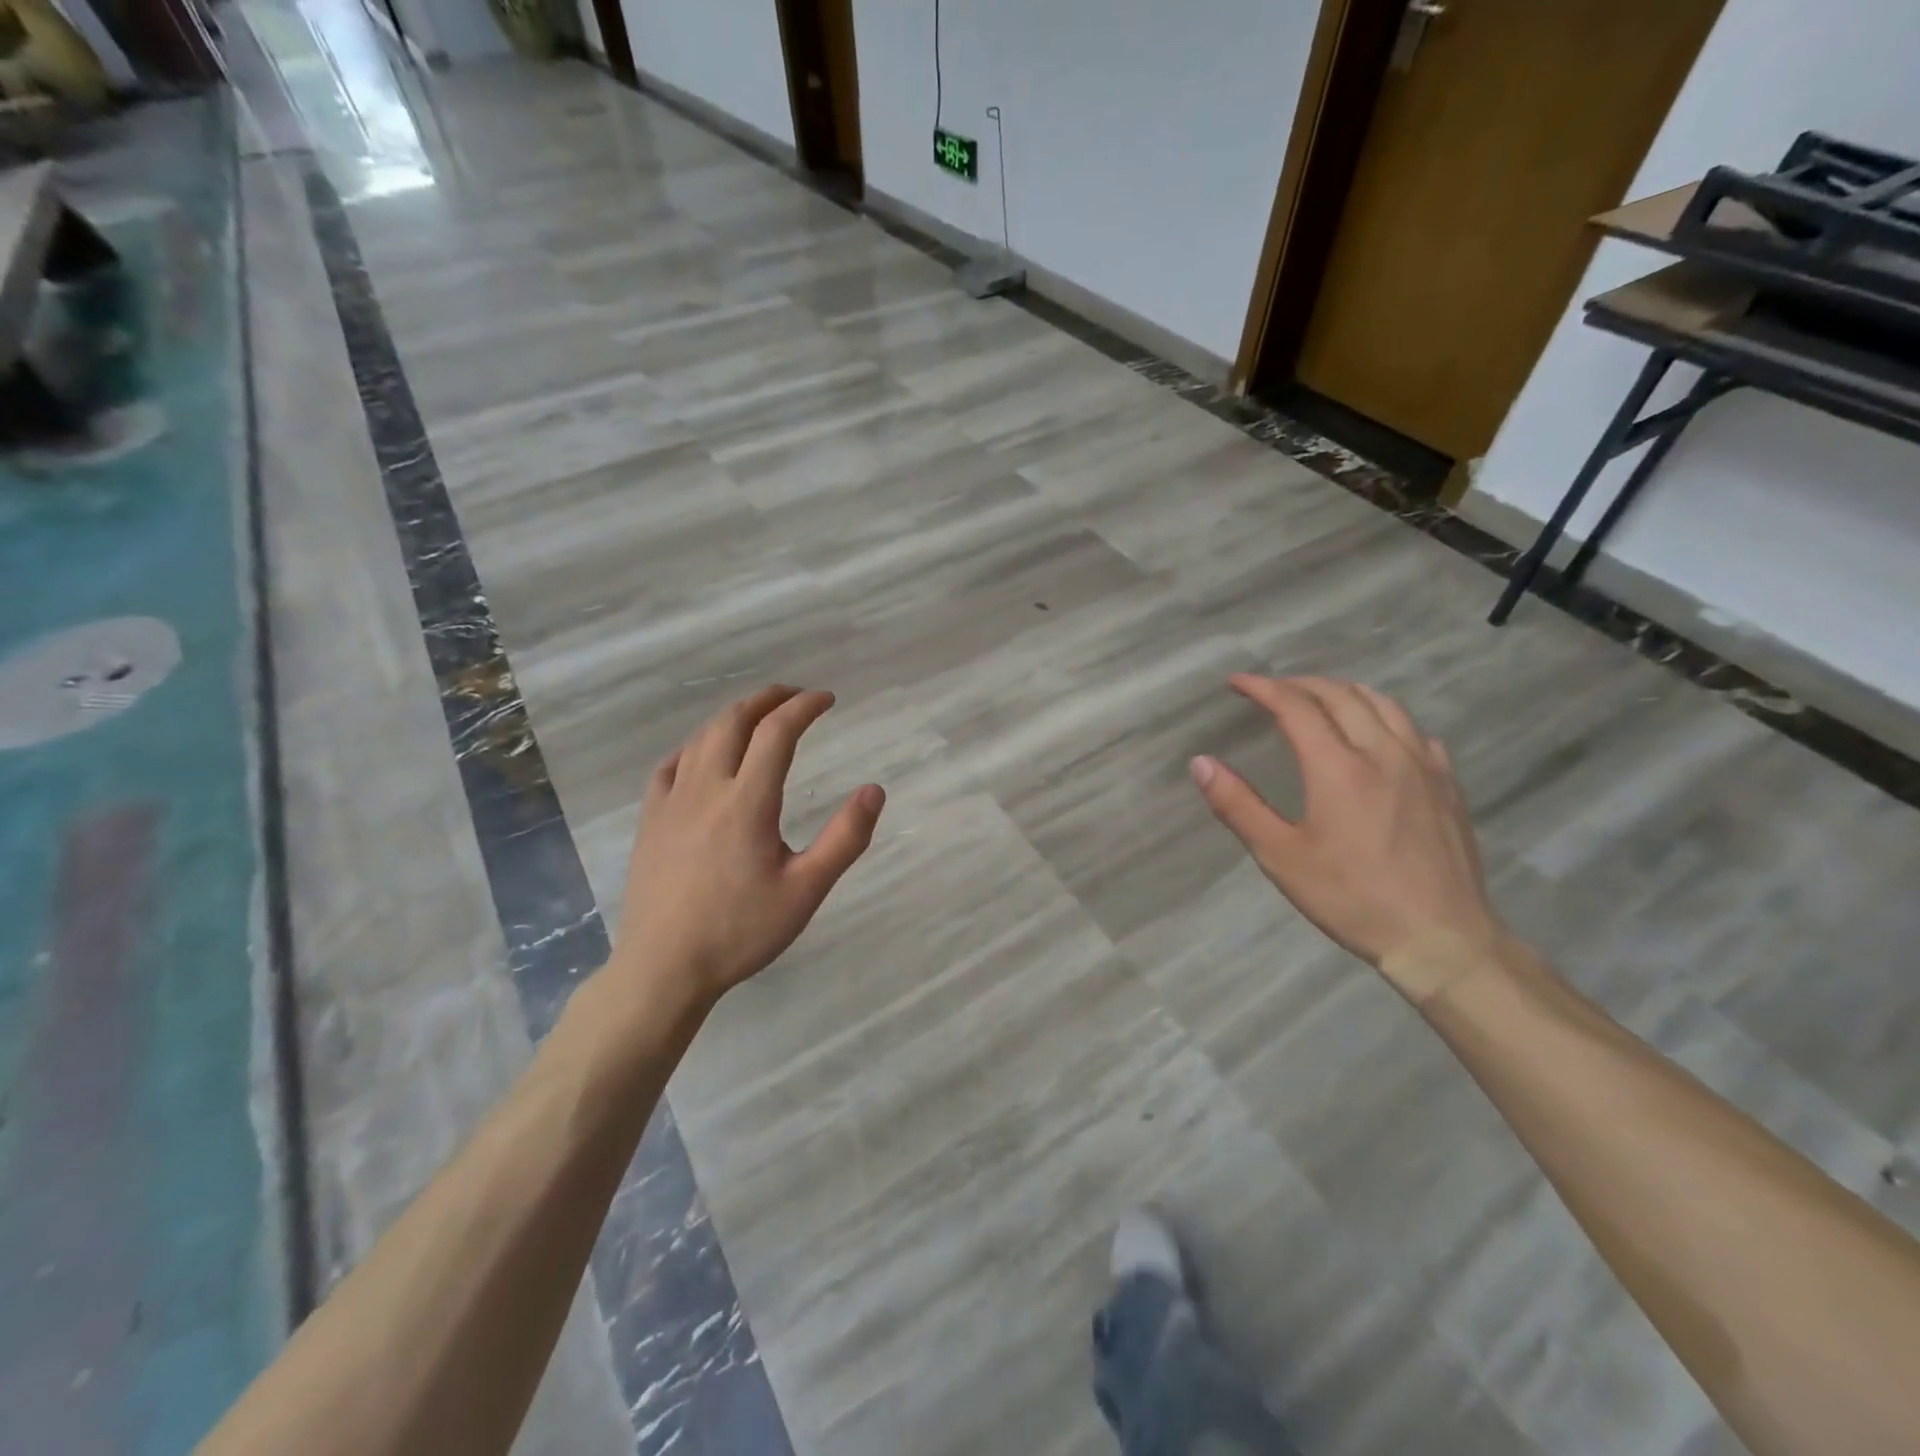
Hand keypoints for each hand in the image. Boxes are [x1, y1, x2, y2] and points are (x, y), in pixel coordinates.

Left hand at [612, 685, 884, 1007]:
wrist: (664, 968)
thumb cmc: (741, 931)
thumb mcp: (806, 891)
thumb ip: (845, 839)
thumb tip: (874, 790)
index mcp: (747, 802)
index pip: (777, 733)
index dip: (804, 707)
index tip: (827, 699)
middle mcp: (706, 788)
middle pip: (734, 721)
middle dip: (767, 699)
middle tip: (794, 696)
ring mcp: (671, 801)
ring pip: (701, 737)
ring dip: (733, 716)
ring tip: (757, 716)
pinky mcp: (650, 819)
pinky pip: (671, 764)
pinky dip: (696, 744)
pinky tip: (704, 753)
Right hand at [1191, 675, 1505, 972]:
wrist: (1441, 937)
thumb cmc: (1351, 898)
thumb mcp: (1281, 856)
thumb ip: (1238, 806)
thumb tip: (1200, 763)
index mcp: (1338, 767)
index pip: (1296, 707)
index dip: (1263, 688)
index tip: (1237, 683)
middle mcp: (1383, 752)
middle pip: (1340, 695)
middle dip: (1300, 684)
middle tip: (1272, 690)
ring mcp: (1423, 765)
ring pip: (1383, 704)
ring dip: (1343, 692)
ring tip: (1320, 699)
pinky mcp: (1448, 784)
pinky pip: (1414, 730)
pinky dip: (1385, 716)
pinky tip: (1378, 735)